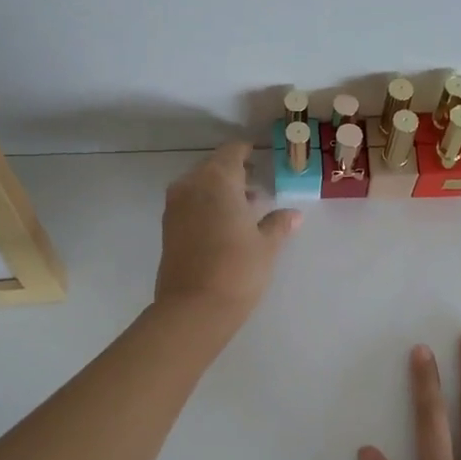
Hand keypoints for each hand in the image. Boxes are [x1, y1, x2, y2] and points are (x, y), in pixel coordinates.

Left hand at [154, 141, 299, 318]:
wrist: (193, 308)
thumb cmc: (237, 269)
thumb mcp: (266, 245)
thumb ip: (278, 224)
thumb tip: (293, 214)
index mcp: (217, 180)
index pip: (232, 151)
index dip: (246, 151)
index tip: (260, 154)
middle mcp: (191, 185)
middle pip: (214, 166)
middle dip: (235, 172)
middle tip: (257, 181)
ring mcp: (175, 206)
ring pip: (200, 185)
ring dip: (220, 189)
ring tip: (246, 205)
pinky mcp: (168, 227)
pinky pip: (190, 202)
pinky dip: (207, 204)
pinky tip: (226, 222)